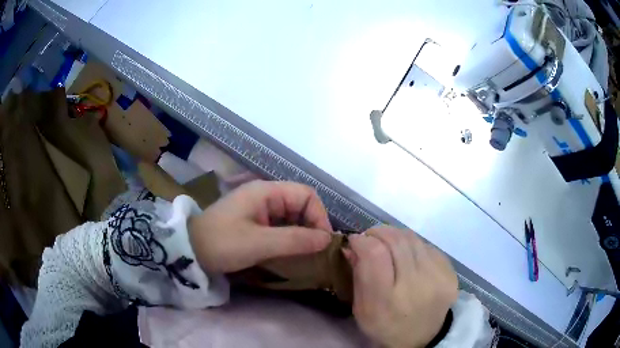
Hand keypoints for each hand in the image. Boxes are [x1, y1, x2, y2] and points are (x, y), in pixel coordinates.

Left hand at [189, 180, 332, 273]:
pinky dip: (288, 238)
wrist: (190, 251)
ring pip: (291, 217)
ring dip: (301, 234)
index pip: (306, 195)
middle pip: (300, 205)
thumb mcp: (259, 243)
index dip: (319, 216)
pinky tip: (289, 253)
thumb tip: (327, 239)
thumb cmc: (222, 243)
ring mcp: (258, 208)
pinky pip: (279, 226)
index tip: (322, 242)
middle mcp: (265, 195)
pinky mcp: (253, 222)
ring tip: (305, 254)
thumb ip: (295, 240)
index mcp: (266, 191)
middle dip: (311, 226)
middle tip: (315, 251)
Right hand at [346, 226, 457, 347]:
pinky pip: (427, 246)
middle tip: (370, 237)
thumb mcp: (361, 310)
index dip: (363, 240)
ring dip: (395, 236)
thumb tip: (353, 245)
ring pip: (412, 238)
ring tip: (388, 244)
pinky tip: (408, 257)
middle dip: (378, 232)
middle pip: (396, 241)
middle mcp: (416, 285)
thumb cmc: (385, 326)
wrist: (422, 338)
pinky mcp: (450, 272)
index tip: (356, 241)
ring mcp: (437, 277)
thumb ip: (358, 276)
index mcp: (387, 300)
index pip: (375, 254)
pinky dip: (413, 245)